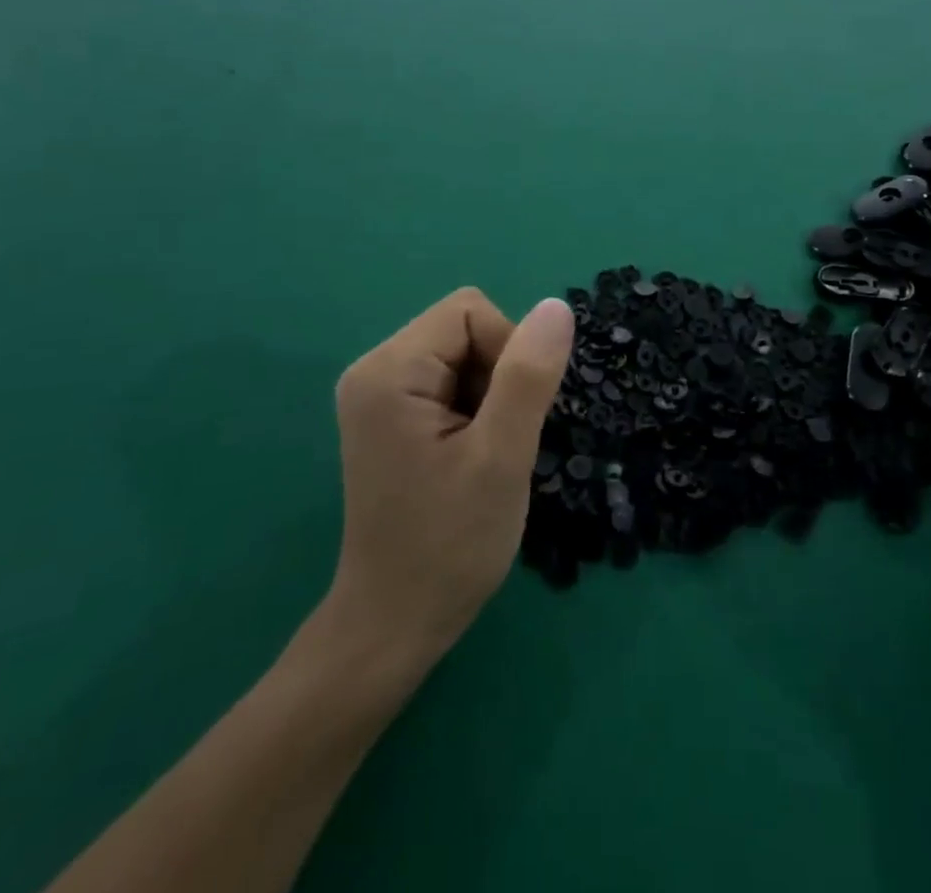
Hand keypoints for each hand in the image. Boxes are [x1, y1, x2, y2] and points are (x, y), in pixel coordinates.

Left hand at [321, 288, 574, 671]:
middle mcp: (374, 369)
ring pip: (463, 355)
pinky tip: (469, 457)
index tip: (509, 418)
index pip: (471, 312)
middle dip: (499, 376)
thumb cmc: (450, 544)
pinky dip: (475, 409)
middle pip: (465, 329)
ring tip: (482, 454)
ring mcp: (379, 394)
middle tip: (496, 442)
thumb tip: (556, 307)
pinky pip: (450, 381)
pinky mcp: (390, 416)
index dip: (509, 352)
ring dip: (490, 396)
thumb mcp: (501, 457)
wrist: (395, 623)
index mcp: (389, 370)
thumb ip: (528, 376)